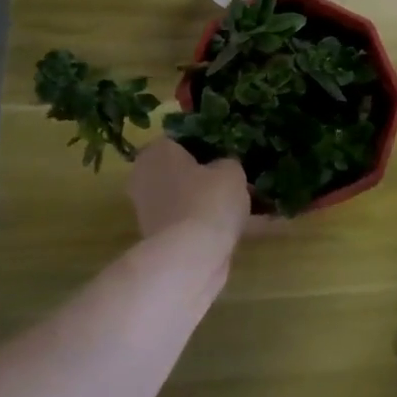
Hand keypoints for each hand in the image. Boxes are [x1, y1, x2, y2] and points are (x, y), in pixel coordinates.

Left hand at [127, 138, 248, 244]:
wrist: (191, 257)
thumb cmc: (208, 200)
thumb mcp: (231, 171)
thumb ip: (228, 162)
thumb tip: (223, 168)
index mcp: (157, 152)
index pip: (182, 139)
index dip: (209, 144)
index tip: (231, 153)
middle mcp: (145, 178)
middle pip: (184, 171)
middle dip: (210, 177)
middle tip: (242, 179)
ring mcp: (150, 211)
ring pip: (189, 199)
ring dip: (213, 202)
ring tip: (251, 205)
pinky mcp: (162, 238)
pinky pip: (193, 222)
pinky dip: (212, 224)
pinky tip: (244, 227)